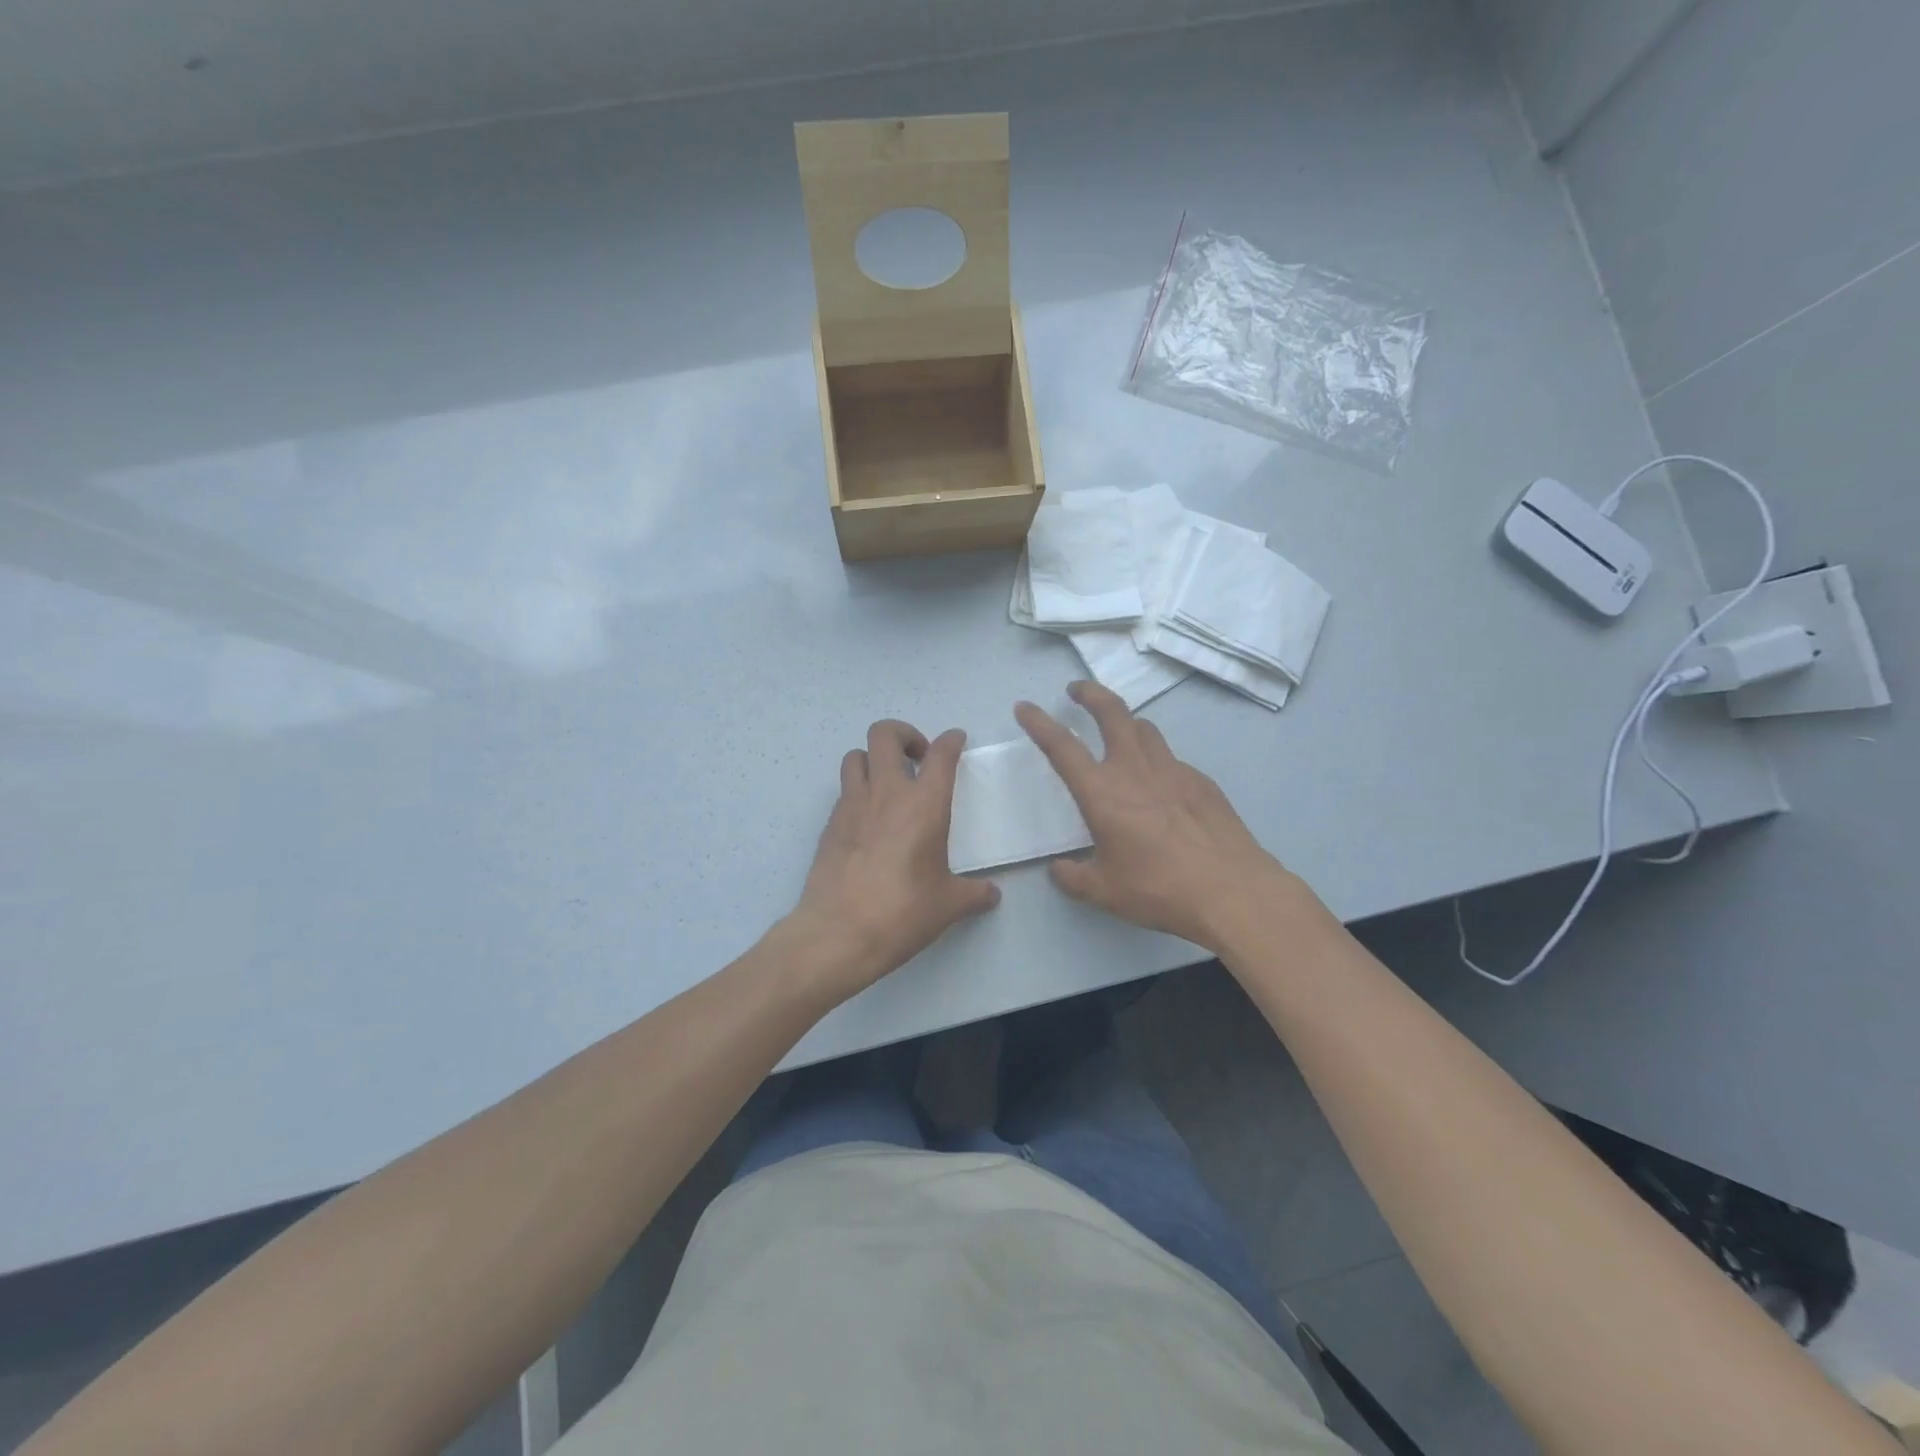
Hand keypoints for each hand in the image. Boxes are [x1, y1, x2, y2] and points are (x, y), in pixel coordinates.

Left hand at [787, 720, 1000, 999]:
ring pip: (855, 755)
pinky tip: (869, 821)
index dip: (951, 740)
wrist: (838, 933)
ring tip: (888, 784)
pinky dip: (858, 792)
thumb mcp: (948, 905)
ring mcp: (852, 805)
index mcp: (924, 805)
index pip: (941, 754)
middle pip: (885, 734)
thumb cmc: (902, 913)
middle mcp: (886, 793)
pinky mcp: (830, 824)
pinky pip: (844, 791)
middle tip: (918, 759)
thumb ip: (974, 894)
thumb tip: (991, 895)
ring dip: (874, 759)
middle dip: (904, 735)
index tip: (956, 740)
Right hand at [1015, 681, 1304, 950]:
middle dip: (1090, 693)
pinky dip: (1156, 760)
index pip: (1062, 747)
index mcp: (1102, 793)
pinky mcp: (1201, 781)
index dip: (1039, 723)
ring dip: (1125, 722)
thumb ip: (1074, 877)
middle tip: (1076, 689)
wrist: (1231, 890)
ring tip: (1118, 732)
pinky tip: (1160, 787)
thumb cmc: (1159, 889)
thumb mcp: (1105, 891)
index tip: (1025, 707)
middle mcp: (1135, 770)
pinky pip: (1171, 758)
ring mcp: (1173, 770)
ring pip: (1145, 728)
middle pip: (1111, 712)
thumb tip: (1058, 868)